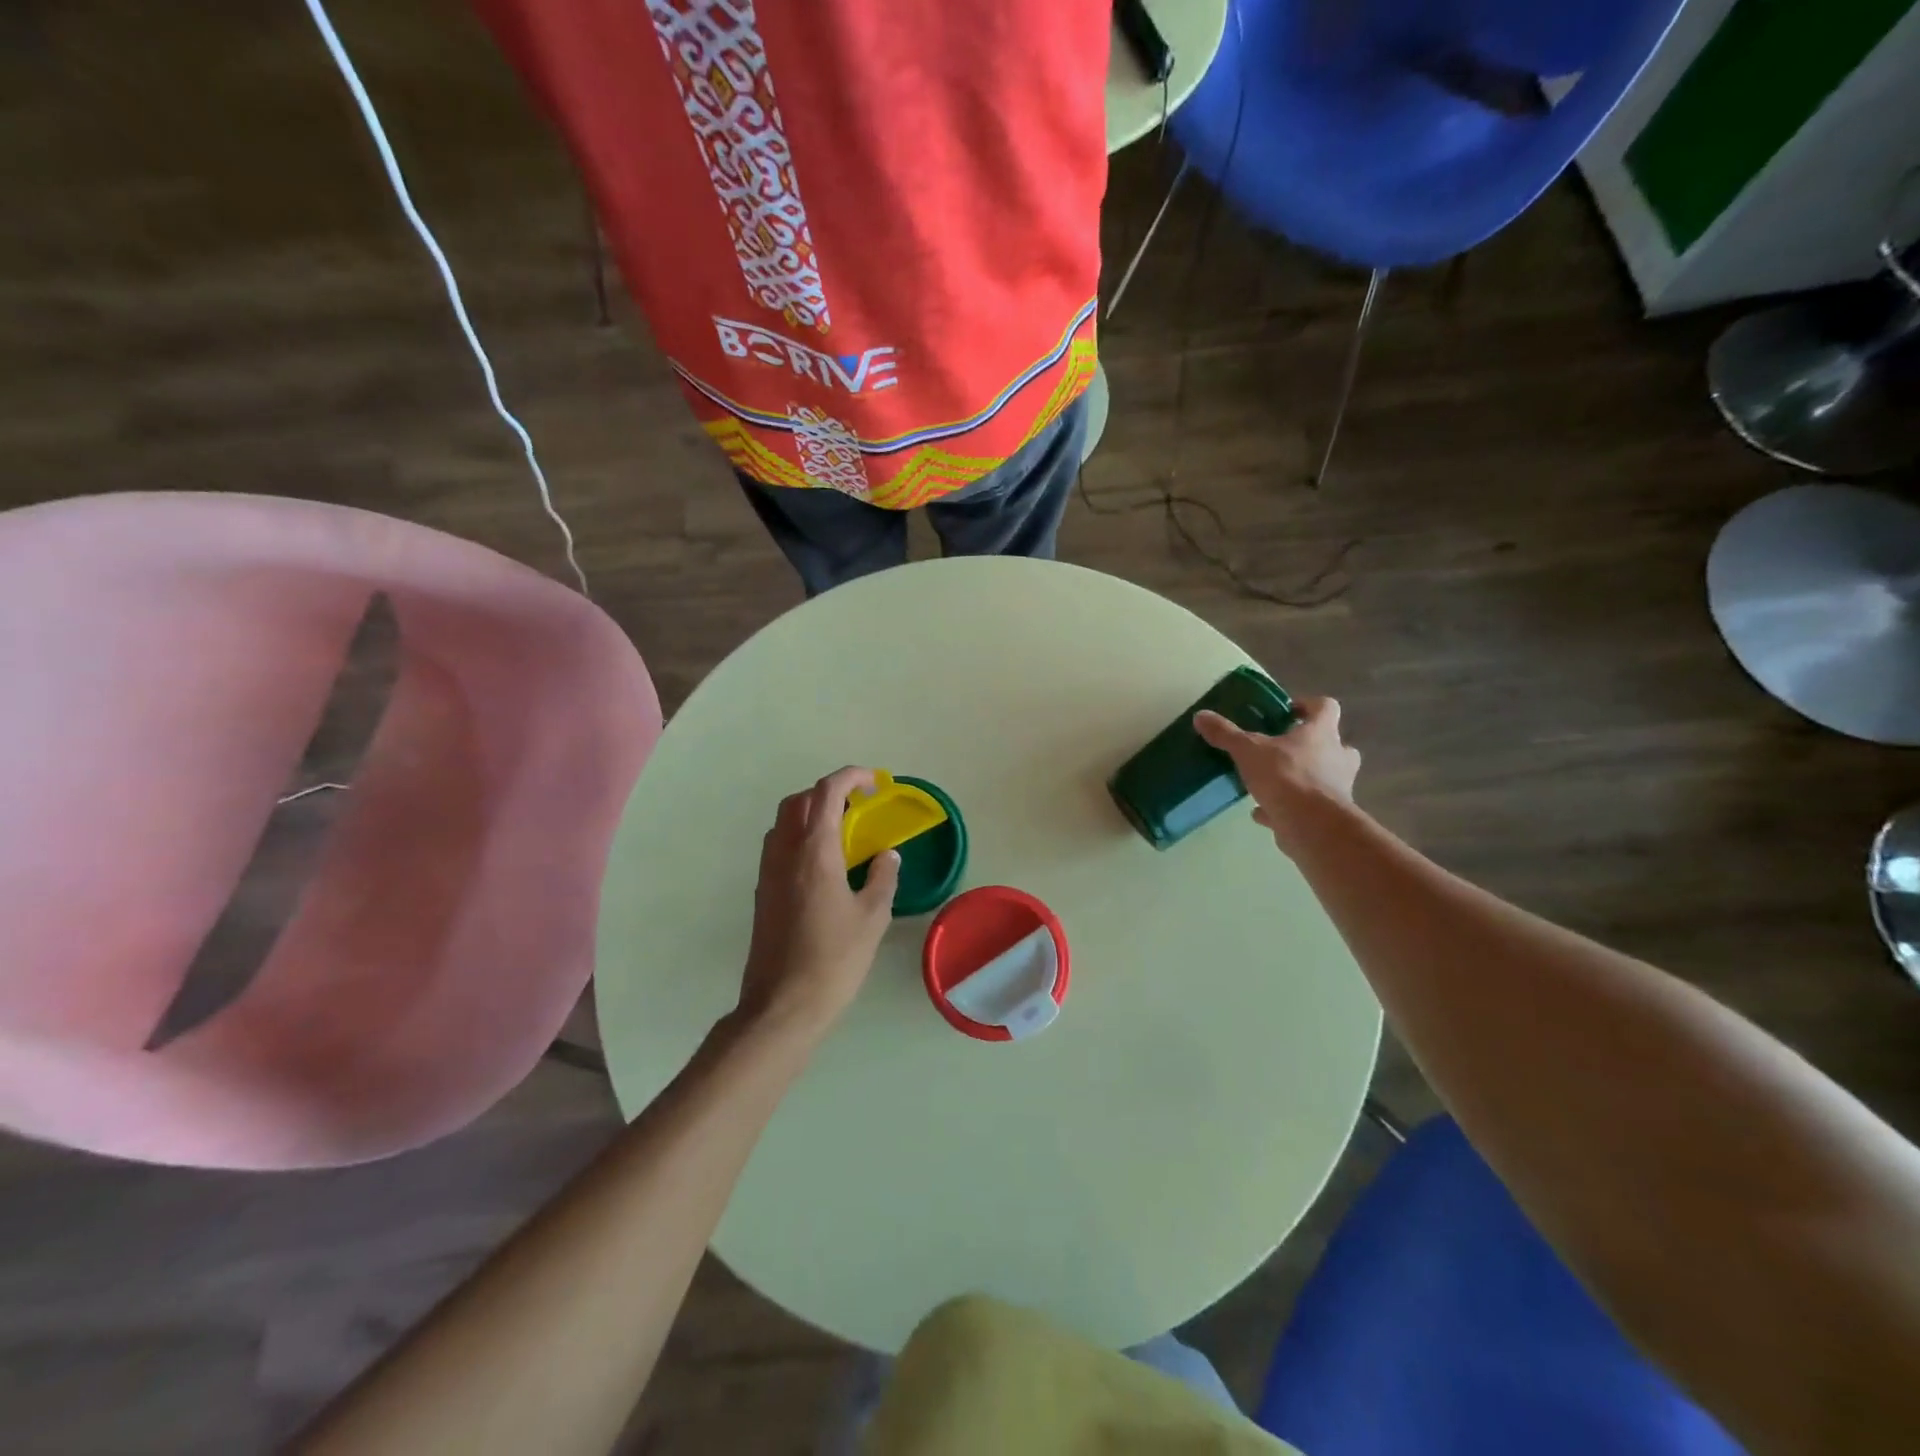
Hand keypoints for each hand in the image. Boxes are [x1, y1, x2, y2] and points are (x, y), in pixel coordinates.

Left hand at [737, 767, 900, 1039]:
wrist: (783, 1004)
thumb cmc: (834, 959)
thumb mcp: (872, 917)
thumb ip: (883, 877)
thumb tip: (887, 855)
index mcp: (815, 850)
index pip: (827, 792)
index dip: (851, 777)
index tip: (874, 782)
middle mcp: (785, 851)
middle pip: (799, 800)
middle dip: (828, 791)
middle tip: (858, 805)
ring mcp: (768, 871)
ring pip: (784, 821)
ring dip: (810, 812)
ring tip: (842, 831)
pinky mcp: (762, 891)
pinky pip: (778, 845)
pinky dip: (799, 836)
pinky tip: (822, 863)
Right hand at [1194, 696, 1360, 848]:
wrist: (1311, 825)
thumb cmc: (1286, 776)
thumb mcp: (1248, 750)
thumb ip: (1226, 734)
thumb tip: (1200, 716)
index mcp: (1322, 733)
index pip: (1326, 707)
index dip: (1309, 705)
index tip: (1288, 711)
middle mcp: (1337, 757)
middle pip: (1331, 743)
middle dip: (1310, 745)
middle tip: (1283, 747)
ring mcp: (1336, 787)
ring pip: (1322, 776)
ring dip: (1299, 776)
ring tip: (1269, 781)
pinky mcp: (1327, 815)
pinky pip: (1305, 806)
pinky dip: (1284, 807)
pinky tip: (1260, 811)